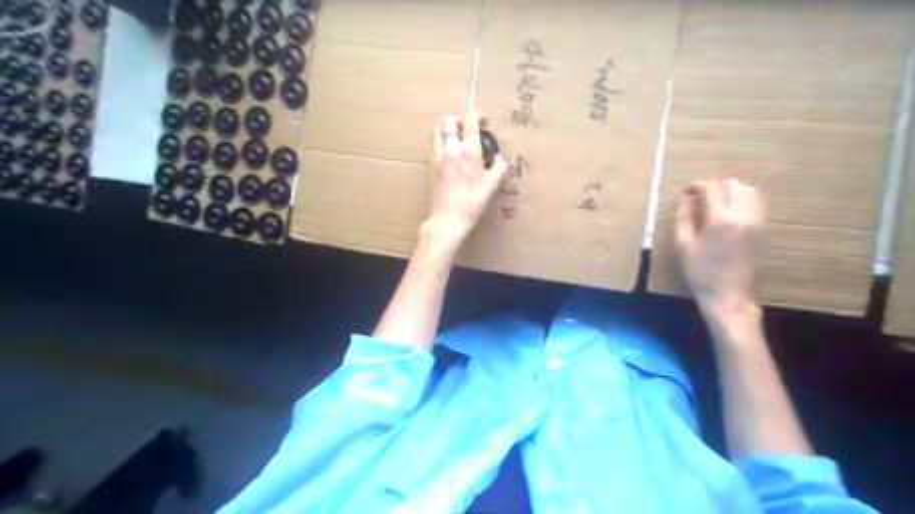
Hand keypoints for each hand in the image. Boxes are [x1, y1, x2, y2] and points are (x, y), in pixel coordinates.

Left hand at [425, 110, 511, 245]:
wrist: (449, 217)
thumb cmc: (473, 202)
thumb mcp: (492, 185)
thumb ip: (499, 167)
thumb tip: (499, 158)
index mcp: (468, 151)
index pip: (469, 120)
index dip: (477, 115)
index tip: (483, 121)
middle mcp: (451, 149)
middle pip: (449, 120)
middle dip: (460, 119)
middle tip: (468, 127)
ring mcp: (438, 157)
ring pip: (438, 132)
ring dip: (448, 130)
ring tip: (458, 139)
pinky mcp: (431, 166)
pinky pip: (435, 147)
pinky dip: (442, 143)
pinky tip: (450, 155)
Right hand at [670, 179, 765, 310]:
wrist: (727, 294)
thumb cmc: (700, 272)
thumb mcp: (683, 244)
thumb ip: (684, 217)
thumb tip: (686, 198)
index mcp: (721, 220)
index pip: (711, 188)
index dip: (696, 186)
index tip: (686, 192)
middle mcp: (743, 215)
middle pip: (732, 184)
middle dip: (714, 186)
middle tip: (699, 198)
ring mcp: (756, 221)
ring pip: (748, 190)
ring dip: (729, 191)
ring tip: (714, 203)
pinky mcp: (762, 227)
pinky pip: (755, 202)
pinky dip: (741, 199)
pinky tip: (727, 211)